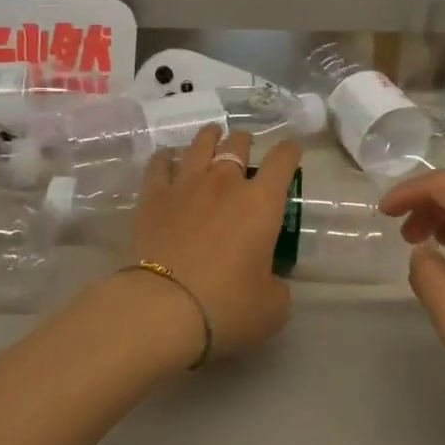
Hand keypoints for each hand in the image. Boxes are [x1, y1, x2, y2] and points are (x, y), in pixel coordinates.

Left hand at [126, 126, 300, 360]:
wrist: (163, 307)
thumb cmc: (227, 306)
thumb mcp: (272, 307)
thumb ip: (277, 285)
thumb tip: (270, 279)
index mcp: (261, 203)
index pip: (282, 160)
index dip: (290, 150)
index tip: (291, 150)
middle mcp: (225, 182)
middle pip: (238, 143)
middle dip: (245, 142)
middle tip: (245, 148)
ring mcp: (186, 185)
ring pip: (199, 144)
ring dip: (210, 137)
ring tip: (212, 136)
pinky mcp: (153, 196)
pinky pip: (160, 163)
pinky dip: (167, 157)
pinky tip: (168, 158)